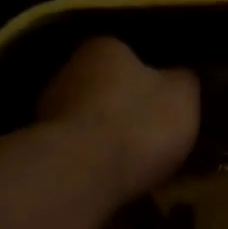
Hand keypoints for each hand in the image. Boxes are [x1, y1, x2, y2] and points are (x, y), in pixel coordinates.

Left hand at [37, 36, 199, 199]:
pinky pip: (79, 151)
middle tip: (153, 139)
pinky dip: (94, 162)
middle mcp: (70, 70)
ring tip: (135, 166)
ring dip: (108, 139)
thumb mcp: (183, 97)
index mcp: (106, 48)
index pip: (131, 56)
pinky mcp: (43, 148)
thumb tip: (179, 78)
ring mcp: (50, 110)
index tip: (167, 109)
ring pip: (91, 122)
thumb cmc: (139, 125)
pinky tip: (113, 180)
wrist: (84, 172)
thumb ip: (184, 82)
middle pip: (107, 90)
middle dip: (126, 111)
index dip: (153, 83)